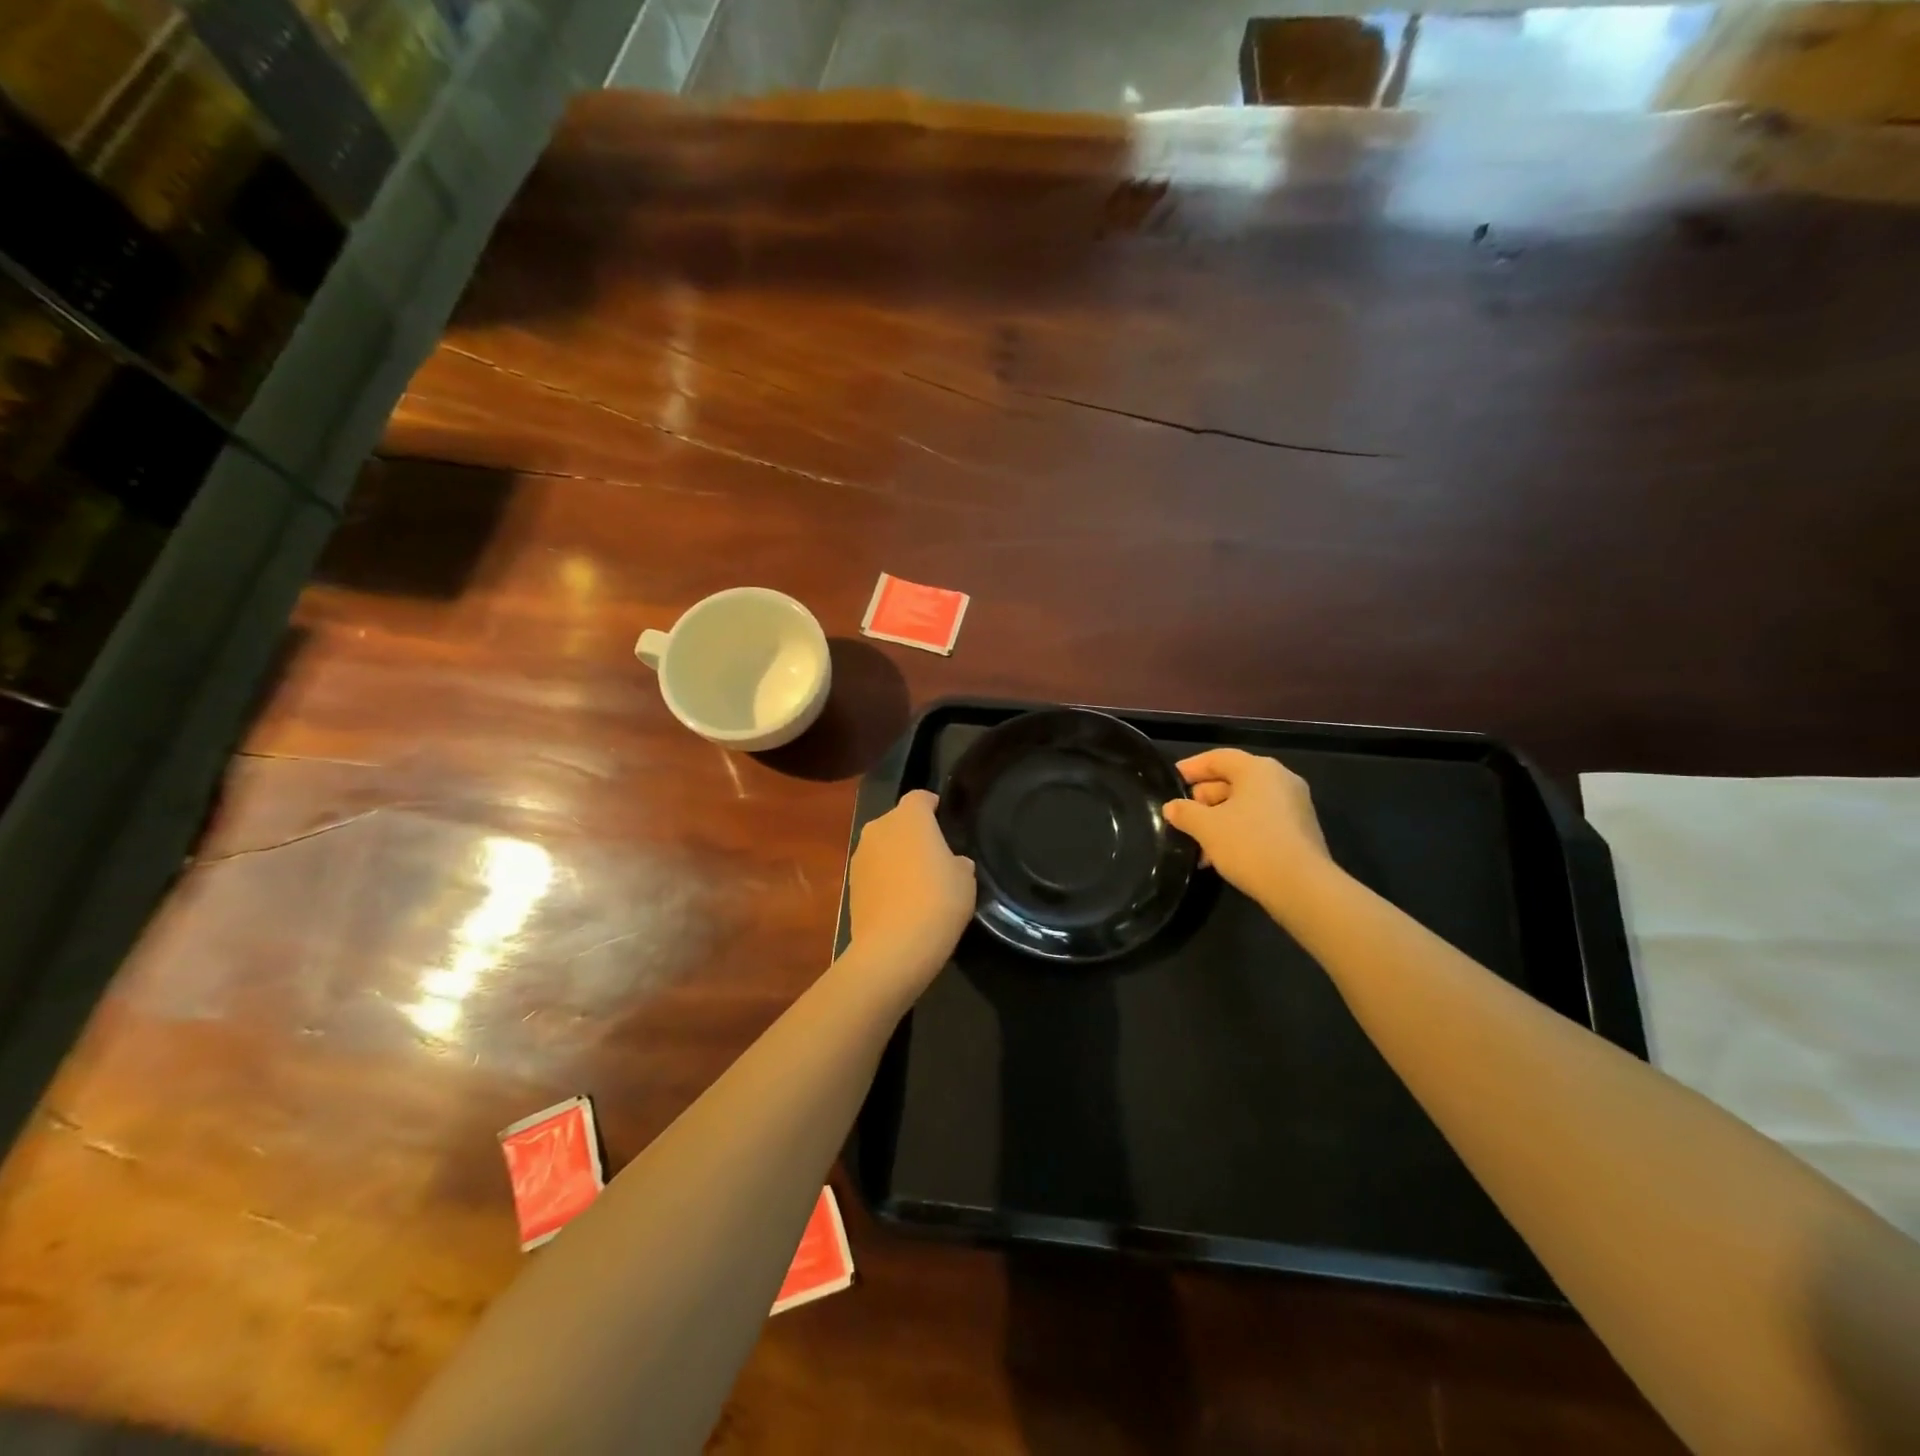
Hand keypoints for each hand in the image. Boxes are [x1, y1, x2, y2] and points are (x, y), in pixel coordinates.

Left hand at [844, 790, 975, 996]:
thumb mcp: (965, 879)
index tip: (943, 819)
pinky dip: (885, 879)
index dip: (932, 805)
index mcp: (909, 817)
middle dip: (913, 833)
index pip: (920, 798)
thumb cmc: (937, 901)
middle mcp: (879, 828)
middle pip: (898, 821)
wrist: (893, 947)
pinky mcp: (850, 884)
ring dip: (896, 857)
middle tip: (934, 856)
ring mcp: (860, 856)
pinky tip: (900, 902)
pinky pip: (874, 872)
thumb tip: (951, 863)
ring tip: (916, 883)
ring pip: (883, 847)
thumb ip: (958, 862)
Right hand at [1163, 749, 1332, 913]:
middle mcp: (1281, 780)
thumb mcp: (1206, 828)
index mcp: (1258, 769)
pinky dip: (1239, 831)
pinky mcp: (1300, 832)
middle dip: (1204, 798)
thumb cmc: (1249, 844)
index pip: (1218, 758)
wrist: (1301, 887)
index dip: (1192, 767)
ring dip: (1219, 819)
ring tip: (1197, 843)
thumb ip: (1185, 812)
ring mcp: (1295, 806)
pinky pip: (1261, 822)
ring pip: (1246, 804)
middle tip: (1182, 815)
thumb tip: (1172, 807)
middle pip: (1234, 780)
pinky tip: (1220, 855)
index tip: (1172, 780)